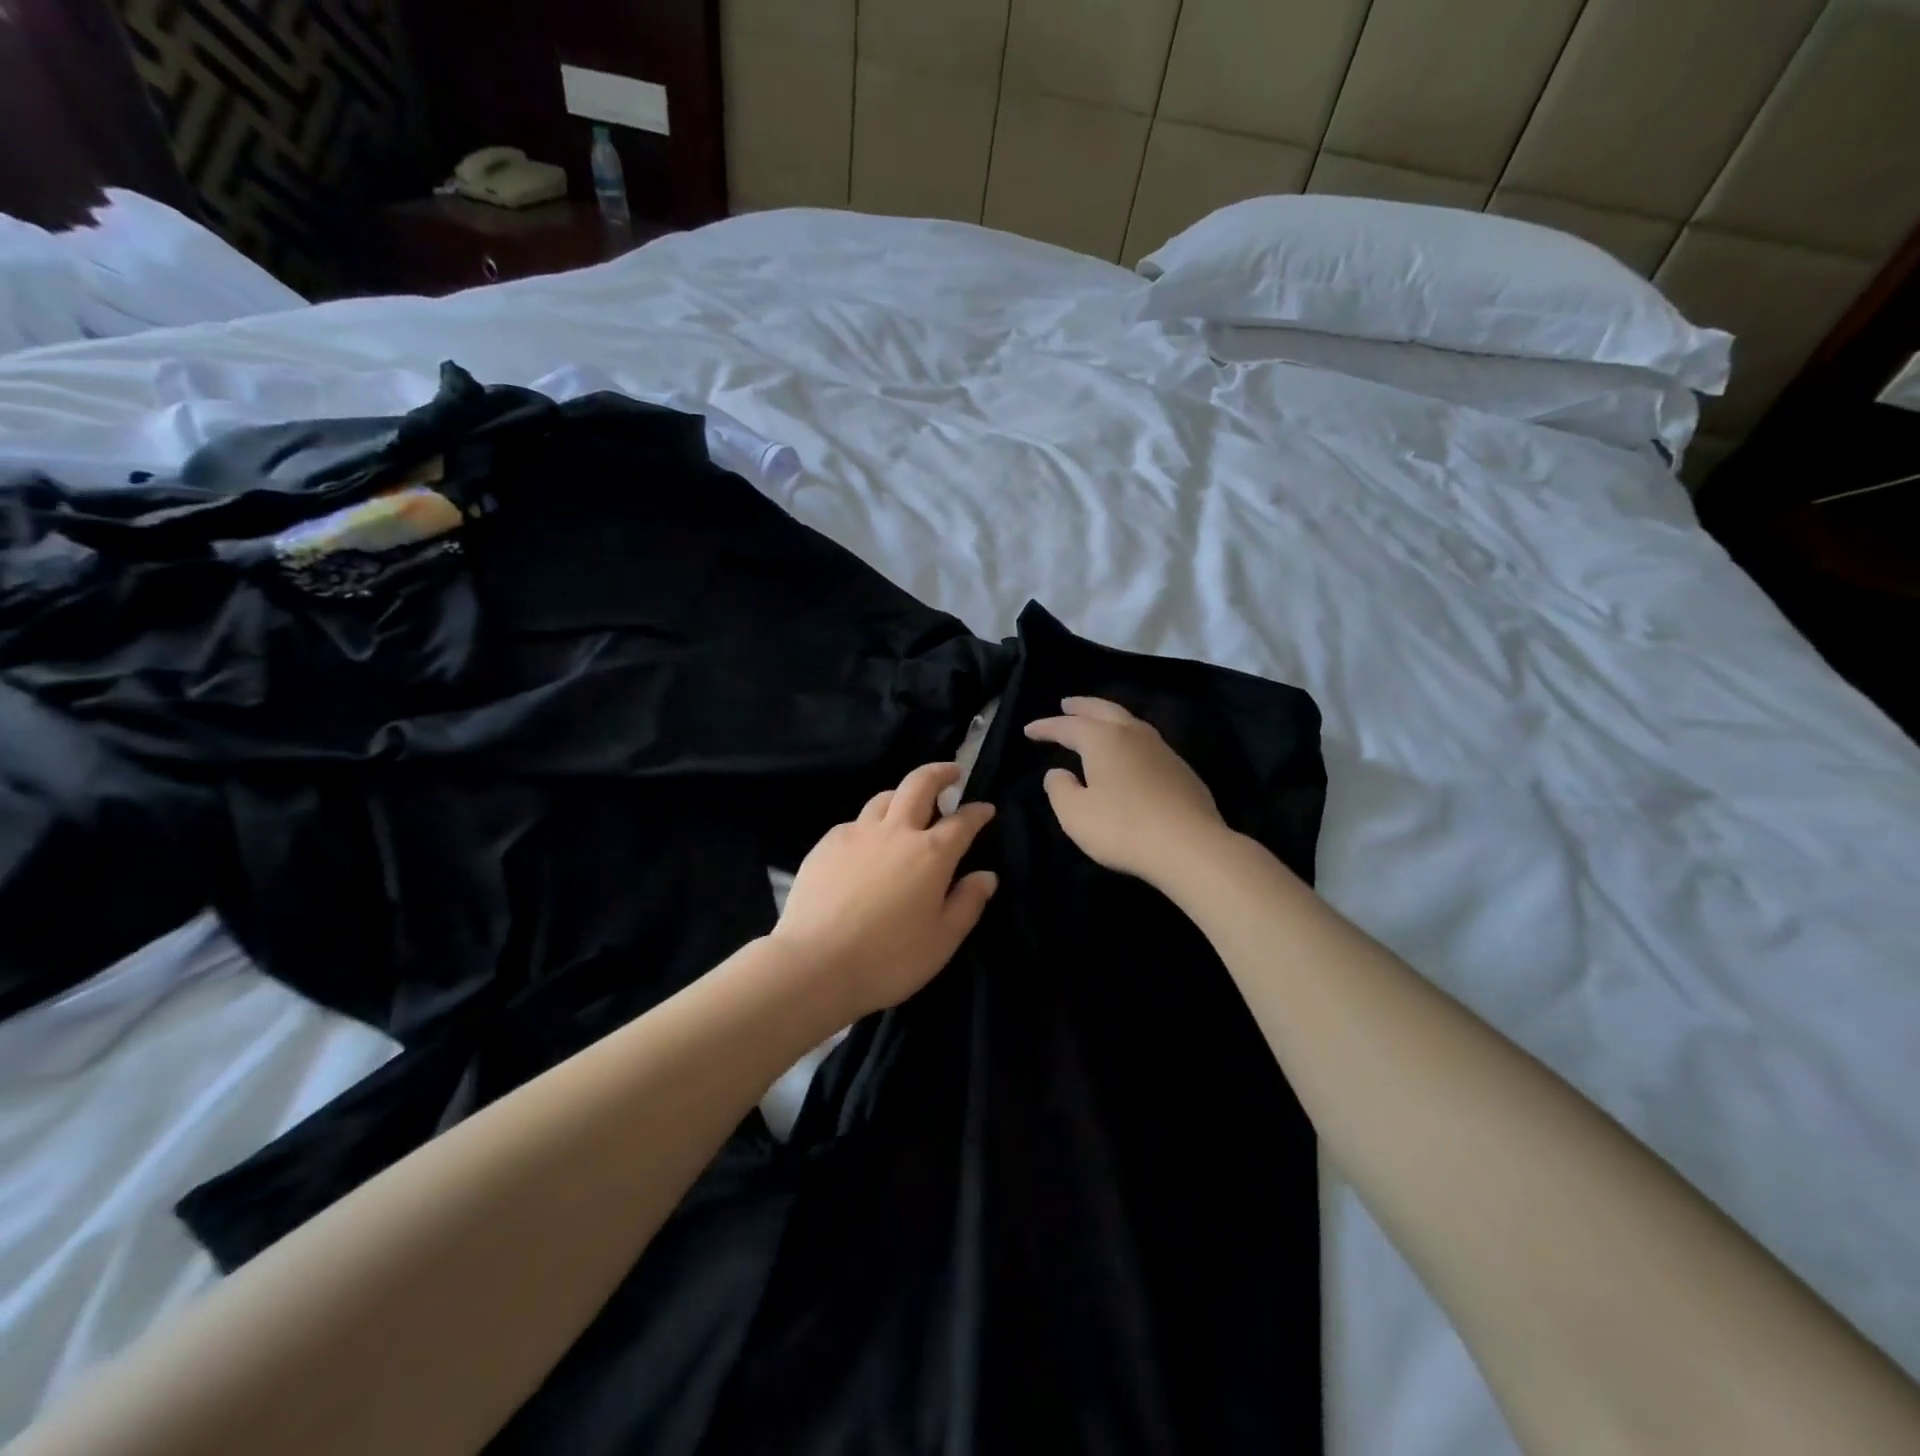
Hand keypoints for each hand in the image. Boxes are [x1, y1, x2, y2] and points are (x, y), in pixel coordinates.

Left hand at [770, 762, 997, 1025]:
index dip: (978, 812)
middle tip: (951, 773)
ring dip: (902, 795)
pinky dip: (870, 825)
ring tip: (908, 807)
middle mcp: (896, 832)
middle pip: (919, 784)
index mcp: (930, 853)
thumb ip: (968, 903)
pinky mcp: (826, 844)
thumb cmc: (889, 958)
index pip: (962, 821)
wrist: (815, 964)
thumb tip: (986, 875)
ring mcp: (857, 833)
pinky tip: (868, 845)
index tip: (986, 809)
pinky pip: (855, 823)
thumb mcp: (942, 940)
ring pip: (884, 797)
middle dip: (940, 773)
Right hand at [1024, 697, 1229, 887]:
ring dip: (1108, 718)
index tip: (1029, 730)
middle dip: (1081, 706)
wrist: (1190, 846)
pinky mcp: (1181, 769)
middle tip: (1066, 704)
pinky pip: (1146, 741)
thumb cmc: (1122, 828)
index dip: (1046, 727)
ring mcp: (1161, 749)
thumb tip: (1057, 772)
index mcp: (1103, 739)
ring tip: (1096, 722)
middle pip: (1103, 710)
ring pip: (1129, 721)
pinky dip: (1128, 738)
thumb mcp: (1075, 814)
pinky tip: (1128, 752)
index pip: (1068, 726)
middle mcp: (1133, 734)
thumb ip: (1059, 789)